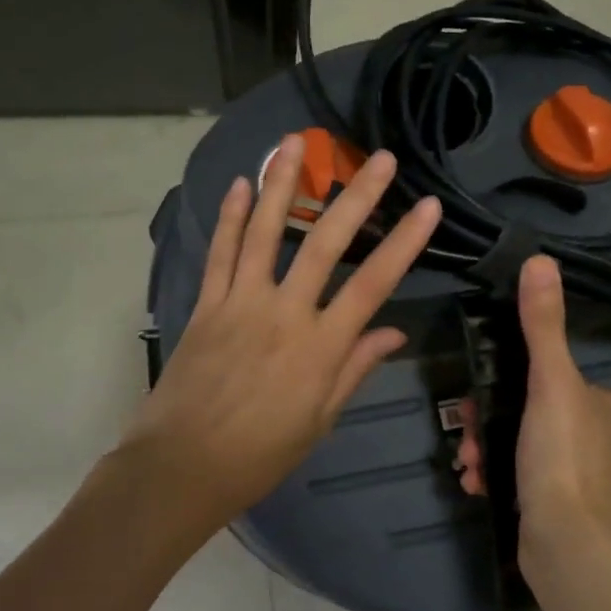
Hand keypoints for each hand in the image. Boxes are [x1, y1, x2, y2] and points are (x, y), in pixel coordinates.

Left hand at [118, 134, 442, 534]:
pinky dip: (228, 218)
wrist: (182, 467)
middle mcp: (283, 313)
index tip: (428, 206)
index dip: (404, 243)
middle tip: (378, 157)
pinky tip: (238, 185)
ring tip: (294, 143)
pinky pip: (219, 254)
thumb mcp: (319, 420)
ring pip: (264, 232)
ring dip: (281, 184)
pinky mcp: (205, 305)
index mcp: (320, 347)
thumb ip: (355, 369)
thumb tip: (394, 333)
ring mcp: (240, 303)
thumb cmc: (259, 454)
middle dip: (355, 197)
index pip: (373, 284)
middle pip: (324, 244)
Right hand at [456, 256, 610, 577]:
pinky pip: (523, 476)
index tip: (477, 393)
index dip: (509, 380)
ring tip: (467, 462)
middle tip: (466, 434)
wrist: (568, 549)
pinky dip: (496, 474)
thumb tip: (540, 260)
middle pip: (530, 410)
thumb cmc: (563, 459)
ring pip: (522, 444)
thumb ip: (543, 326)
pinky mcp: (565, 508)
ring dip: (487, 447)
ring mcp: (585, 476)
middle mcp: (604, 438)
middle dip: (490, 420)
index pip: (553, 375)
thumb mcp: (551, 384)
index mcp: (610, 406)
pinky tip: (475, 483)